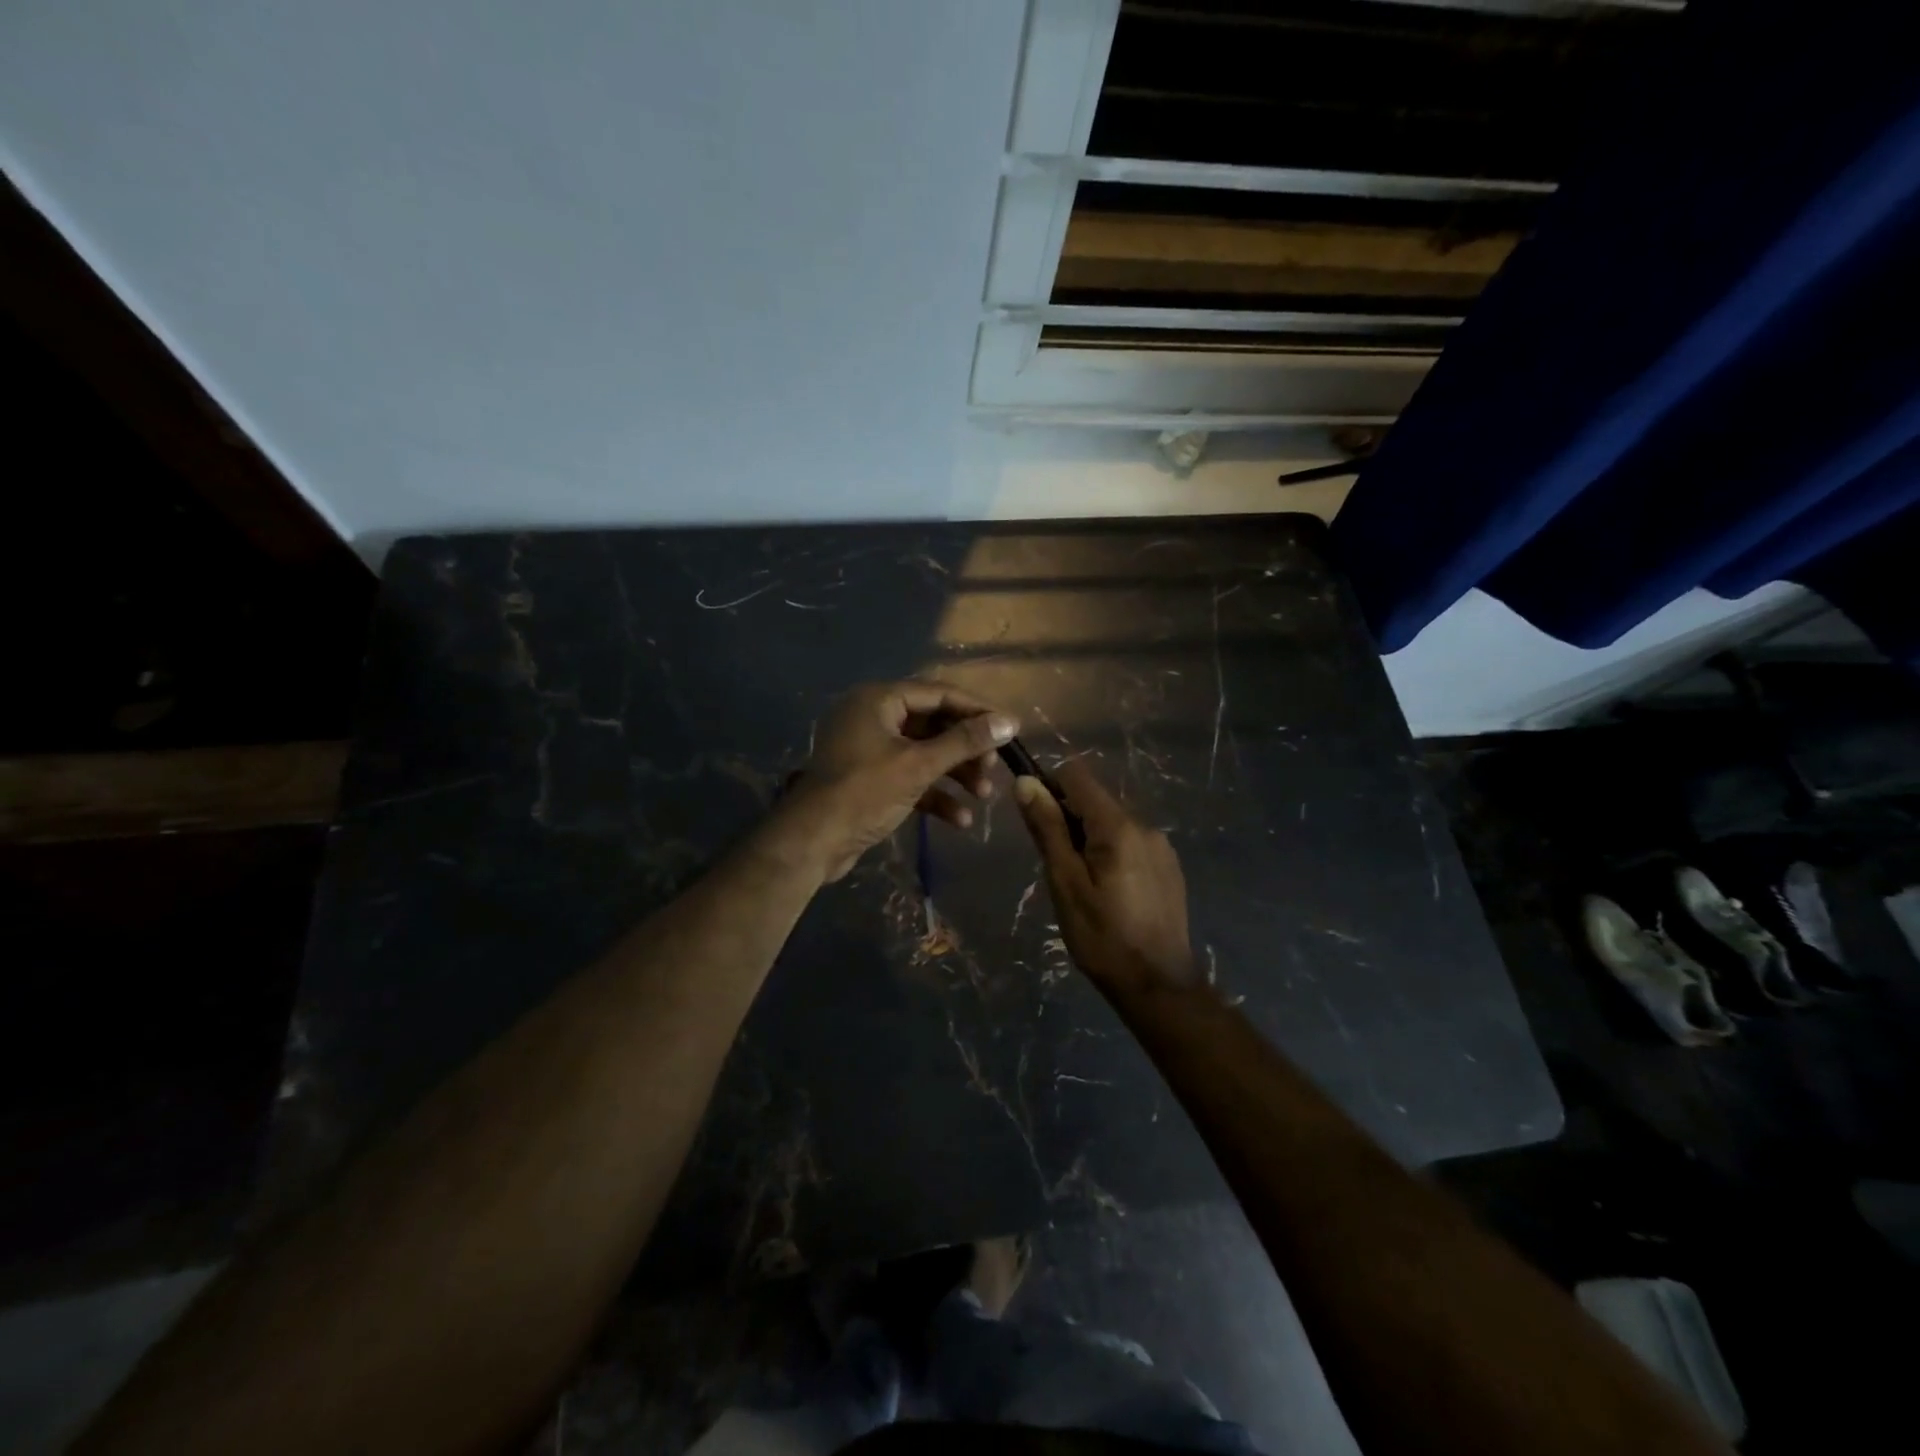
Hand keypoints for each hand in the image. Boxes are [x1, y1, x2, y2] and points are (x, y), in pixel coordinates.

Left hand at [782, 681, 1017, 881]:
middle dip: (966, 749)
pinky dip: (935, 794)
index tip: (1010, 727)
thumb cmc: (865, 792)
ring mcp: (870, 750)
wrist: (813, 842)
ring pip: (924, 753)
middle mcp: (873, 717)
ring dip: (955, 774)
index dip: (977, 710)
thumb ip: (965, 742)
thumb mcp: (919, 765)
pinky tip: (961, 819)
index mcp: (879, 700)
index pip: (938, 693)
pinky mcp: (871, 780)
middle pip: (933, 724)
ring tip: (984, 795)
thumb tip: (1009, 722)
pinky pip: (910, 778)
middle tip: (993, 768)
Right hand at [1012, 758, 1198, 992]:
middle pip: (1095, 800)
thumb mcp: (1065, 883)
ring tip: (1083, 886)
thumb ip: (1047, 829)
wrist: (1158, 985)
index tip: (1037, 823)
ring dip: (1090, 840)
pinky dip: (1112, 854)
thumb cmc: (1102, 937)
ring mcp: (1161, 846)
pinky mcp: (1169, 867)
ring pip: (1113, 823)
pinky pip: (1131, 843)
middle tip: (1059, 868)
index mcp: (1118, 826)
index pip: (1076, 776)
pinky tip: (1110, 894)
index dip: (1049, 788)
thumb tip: (1026, 782)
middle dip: (1069, 821)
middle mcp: (1145, 825)